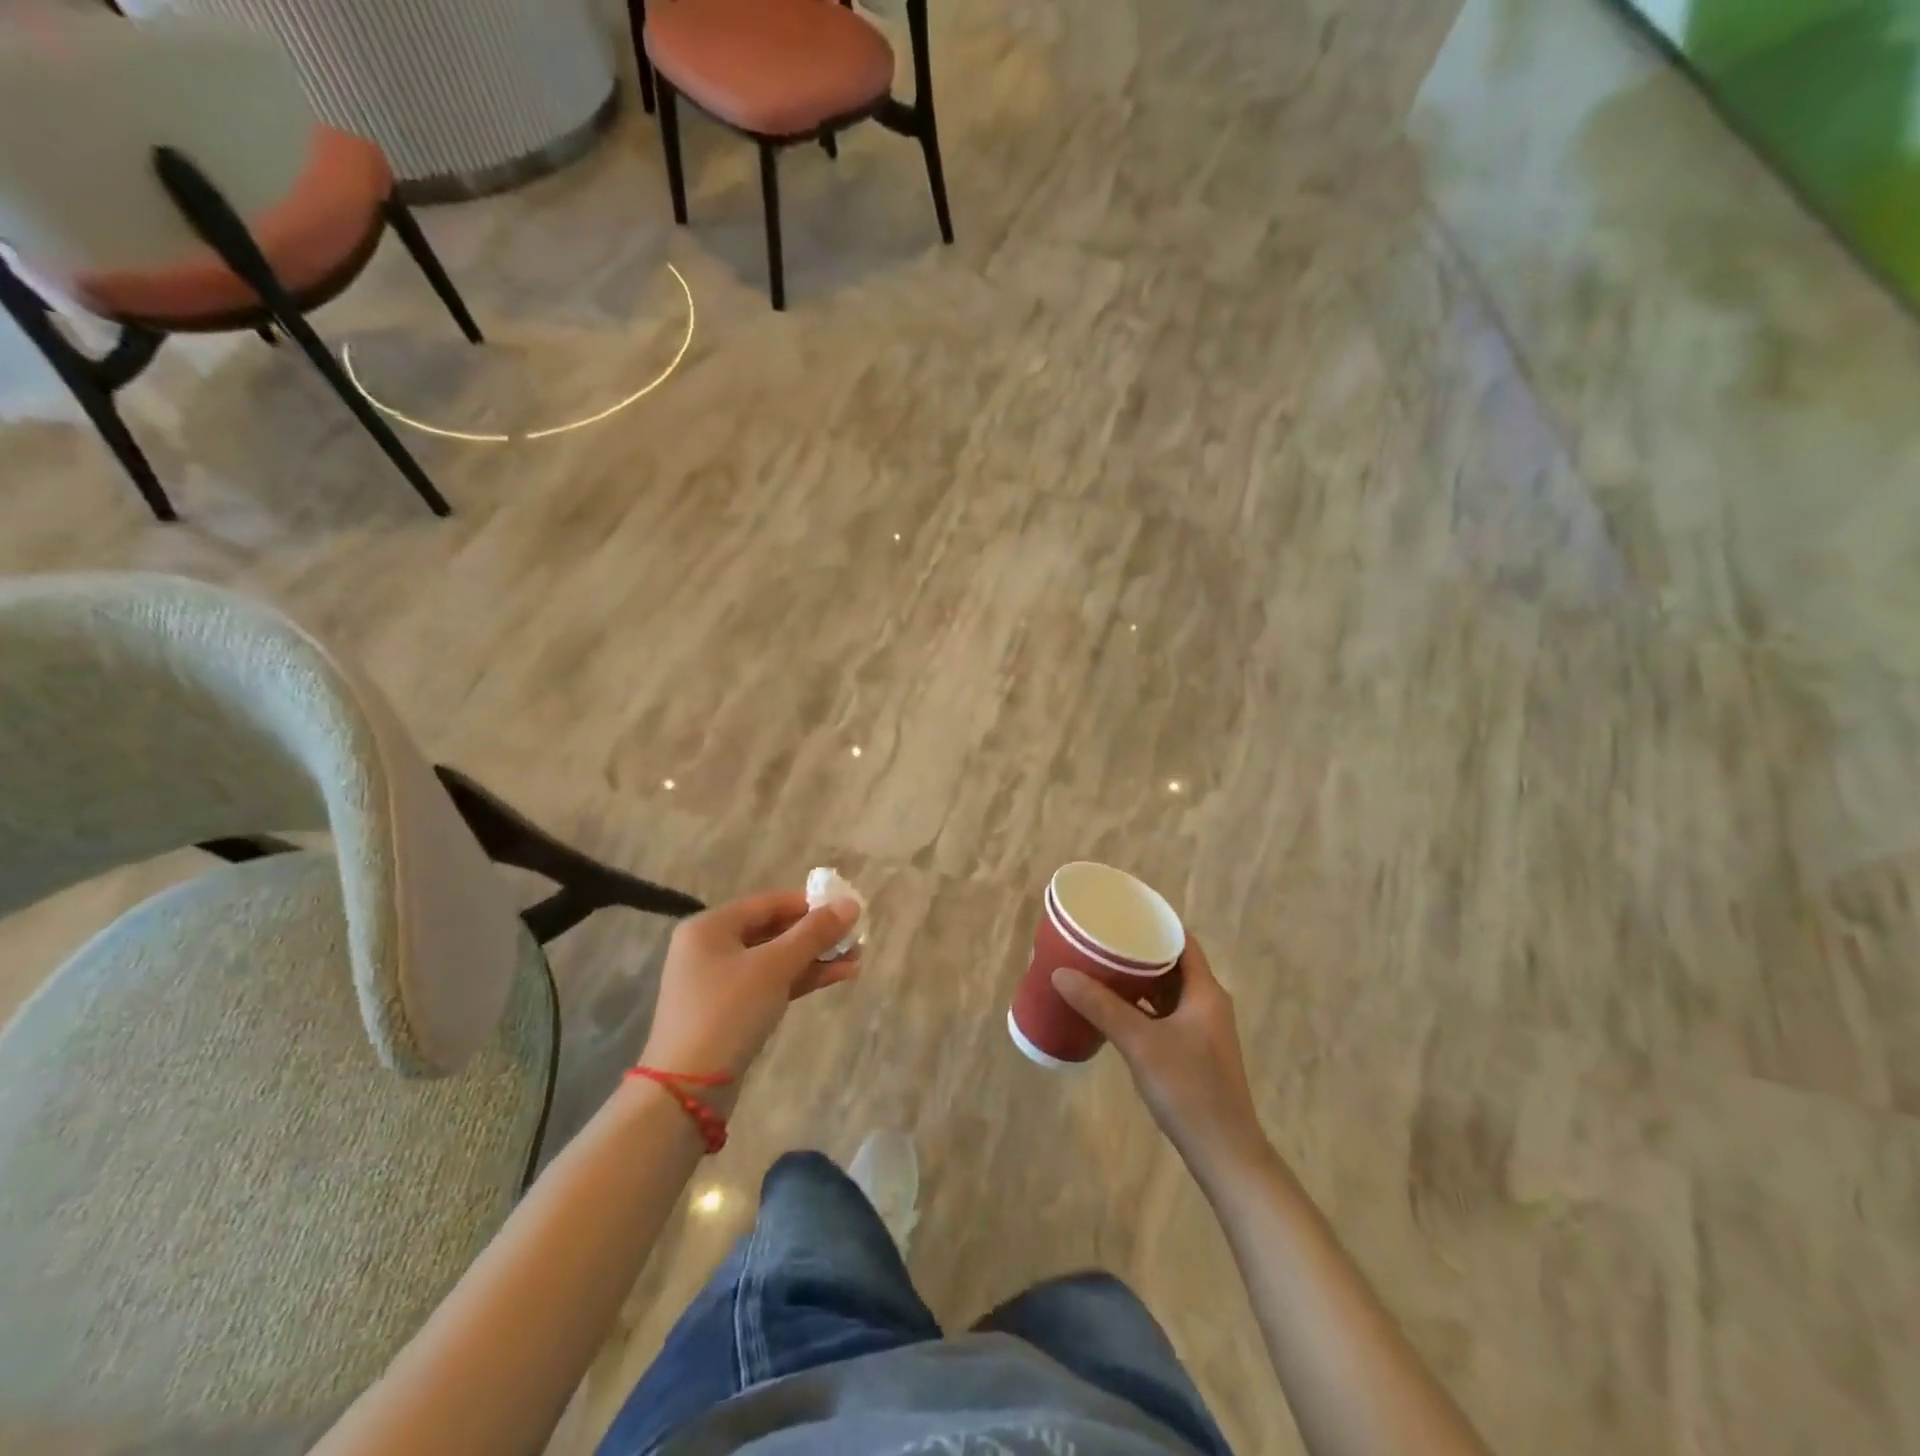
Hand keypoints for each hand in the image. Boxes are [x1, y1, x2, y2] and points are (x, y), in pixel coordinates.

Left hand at [640, 891, 859, 1105]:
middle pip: (773, 930)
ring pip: (776, 959)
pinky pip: (771, 983)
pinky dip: (801, 979)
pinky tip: (838, 976)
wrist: (688, 1090)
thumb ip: (814, 933)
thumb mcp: (774, 966)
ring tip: (857, 958)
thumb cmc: (728, 1012)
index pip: (769, 902)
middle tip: (856, 937)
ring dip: (815, 958)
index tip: (847, 909)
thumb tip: (851, 903)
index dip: (810, 904)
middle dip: (817, 934)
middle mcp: (711, 947)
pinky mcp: (730, 1011)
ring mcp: (719, 981)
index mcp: (711, 926)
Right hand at [1053, 939, 1268, 1176]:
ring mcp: (1201, 1028)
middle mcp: (1207, 1002)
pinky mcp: (1193, 1050)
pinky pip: (1164, 1012)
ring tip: (1101, 966)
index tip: (1121, 912)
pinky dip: (1141, 1004)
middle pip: (1172, 962)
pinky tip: (1114, 1008)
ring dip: (1138, 978)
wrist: (1225, 1154)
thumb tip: (1061, 973)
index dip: (1154, 922)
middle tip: (1101, 938)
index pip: (1181, 939)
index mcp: (1205, 991)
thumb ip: (1101, 1007)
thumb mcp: (1140, 1044)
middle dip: (1138, 949)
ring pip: (1167, 989)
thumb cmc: (1189, 1090)